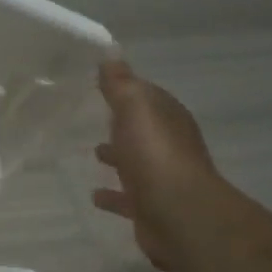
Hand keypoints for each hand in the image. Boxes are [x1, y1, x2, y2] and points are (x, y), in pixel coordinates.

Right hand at [92, 59, 220, 271]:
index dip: (127, 89)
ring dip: (118, 157)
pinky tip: (95, 195)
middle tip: (95, 117)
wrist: (179, 215)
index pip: (148, 96)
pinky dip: (113, 195)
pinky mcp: (150, 208)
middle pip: (143, 129)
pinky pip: (127, 197)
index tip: (102, 84)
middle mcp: (169, 146)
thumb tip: (111, 56)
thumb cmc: (155, 155)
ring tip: (93, 152)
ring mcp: (161, 179)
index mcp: (168, 119)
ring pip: (135, 162)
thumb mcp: (135, 109)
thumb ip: (121, 85)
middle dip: (123, 123)